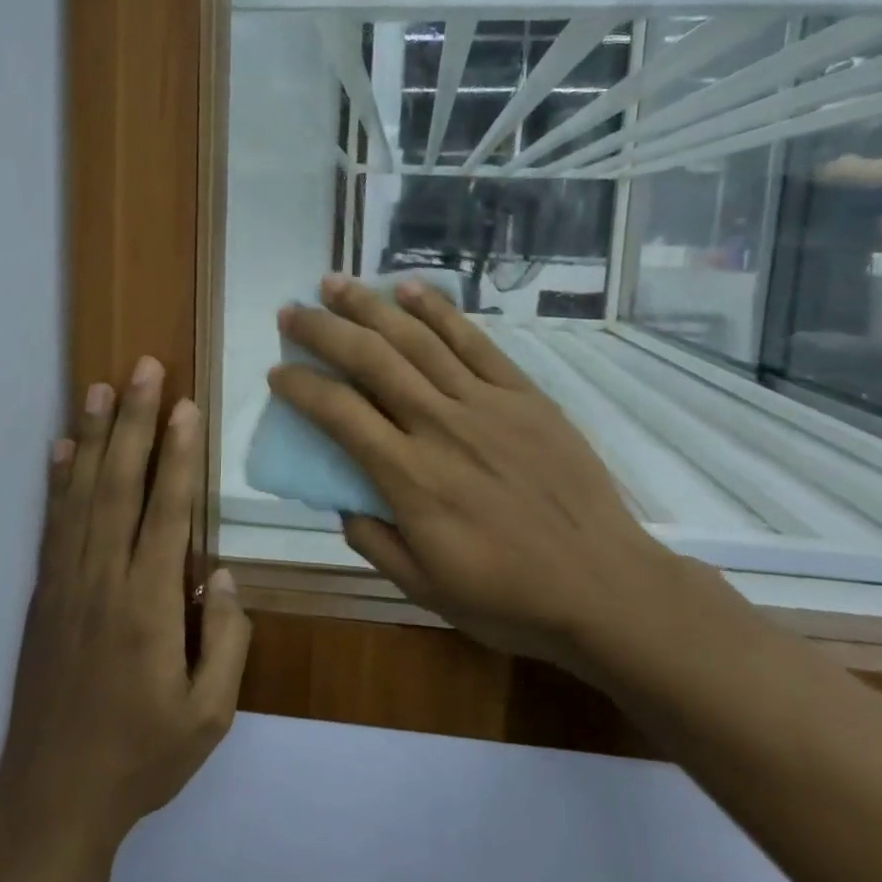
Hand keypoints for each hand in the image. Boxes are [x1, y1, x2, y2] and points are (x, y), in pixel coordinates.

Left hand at [0, 357, 250, 852]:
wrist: (54, 798)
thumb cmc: (142, 756)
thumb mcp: (210, 715)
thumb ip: (226, 639)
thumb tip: (219, 571)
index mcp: (148, 607)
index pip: (165, 513)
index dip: (177, 455)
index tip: (184, 406)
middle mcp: (103, 581)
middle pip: (119, 486)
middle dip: (133, 423)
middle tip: (143, 369)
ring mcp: (66, 584)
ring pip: (81, 495)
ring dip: (92, 437)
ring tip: (101, 388)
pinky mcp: (44, 595)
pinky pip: (52, 525)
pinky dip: (57, 481)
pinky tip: (60, 448)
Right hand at [268, 276, 688, 668]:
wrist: (604, 585)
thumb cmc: (509, 598)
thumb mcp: (424, 589)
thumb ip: (373, 540)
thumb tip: (342, 501)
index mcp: (411, 478)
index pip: (339, 414)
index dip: (301, 388)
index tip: (277, 372)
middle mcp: (441, 426)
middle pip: (371, 361)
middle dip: (323, 330)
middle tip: (291, 311)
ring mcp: (486, 404)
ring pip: (417, 340)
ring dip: (370, 307)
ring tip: (335, 283)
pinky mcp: (524, 395)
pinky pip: (475, 342)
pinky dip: (439, 312)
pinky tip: (408, 289)